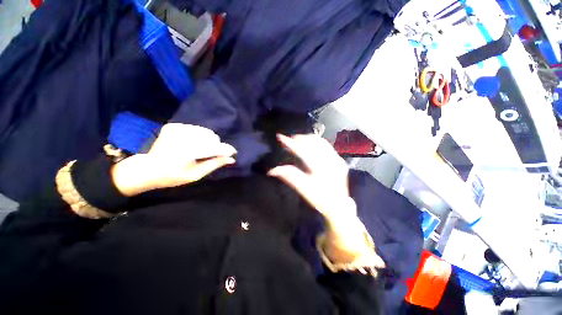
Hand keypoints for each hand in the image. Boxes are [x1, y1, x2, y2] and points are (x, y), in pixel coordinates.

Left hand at [112, 124, 235, 195]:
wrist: (144, 168)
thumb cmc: (171, 176)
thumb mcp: (195, 175)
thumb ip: (214, 164)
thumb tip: (231, 159)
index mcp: (188, 151)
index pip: (215, 147)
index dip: (226, 149)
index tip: (233, 152)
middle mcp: (183, 136)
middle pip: (212, 137)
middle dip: (216, 146)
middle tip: (212, 155)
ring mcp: (177, 129)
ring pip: (206, 132)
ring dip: (209, 140)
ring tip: (202, 150)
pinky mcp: (174, 126)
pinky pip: (196, 129)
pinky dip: (200, 136)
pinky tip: (193, 144)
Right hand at [267, 134, 353, 219]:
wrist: (338, 205)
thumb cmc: (319, 198)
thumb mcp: (303, 189)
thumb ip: (289, 176)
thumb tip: (272, 170)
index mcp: (321, 170)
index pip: (303, 152)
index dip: (291, 144)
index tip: (280, 137)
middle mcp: (331, 161)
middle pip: (313, 143)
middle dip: (299, 139)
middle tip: (289, 139)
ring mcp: (337, 159)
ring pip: (320, 141)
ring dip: (307, 139)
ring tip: (297, 140)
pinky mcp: (339, 159)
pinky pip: (326, 145)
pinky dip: (315, 142)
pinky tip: (309, 144)